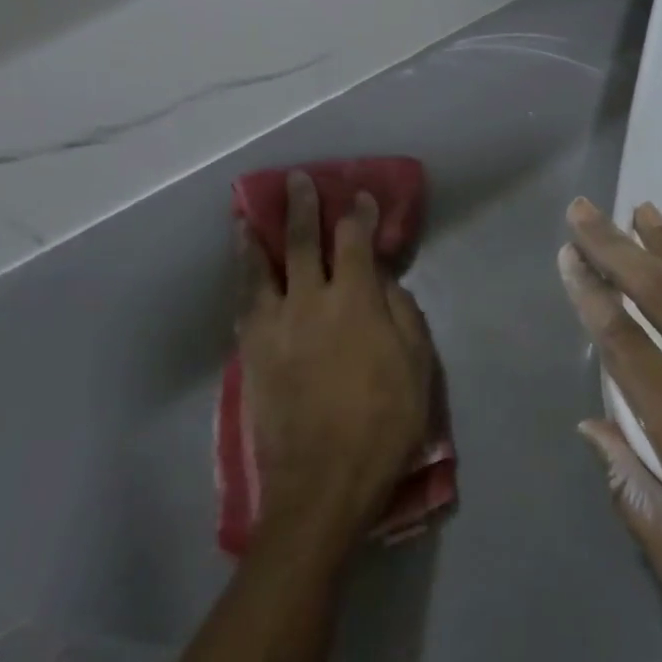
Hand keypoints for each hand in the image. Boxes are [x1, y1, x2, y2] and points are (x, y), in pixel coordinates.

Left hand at [238, 172, 435, 543]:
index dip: (358, 215)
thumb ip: (403, 315)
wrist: (323, 480)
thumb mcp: (417, 366)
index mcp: (355, 302)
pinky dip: (244, 282)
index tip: (360, 196)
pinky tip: (244, 277)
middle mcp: (308, 302)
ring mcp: (272, 328)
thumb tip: (385, 284)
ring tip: (247, 219)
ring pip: (260, 270)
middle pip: (302, 242)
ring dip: (257, 238)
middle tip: (297, 181)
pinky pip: (244, 306)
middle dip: (302, 207)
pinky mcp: (250, 355)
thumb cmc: (385, 422)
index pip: (354, 243)